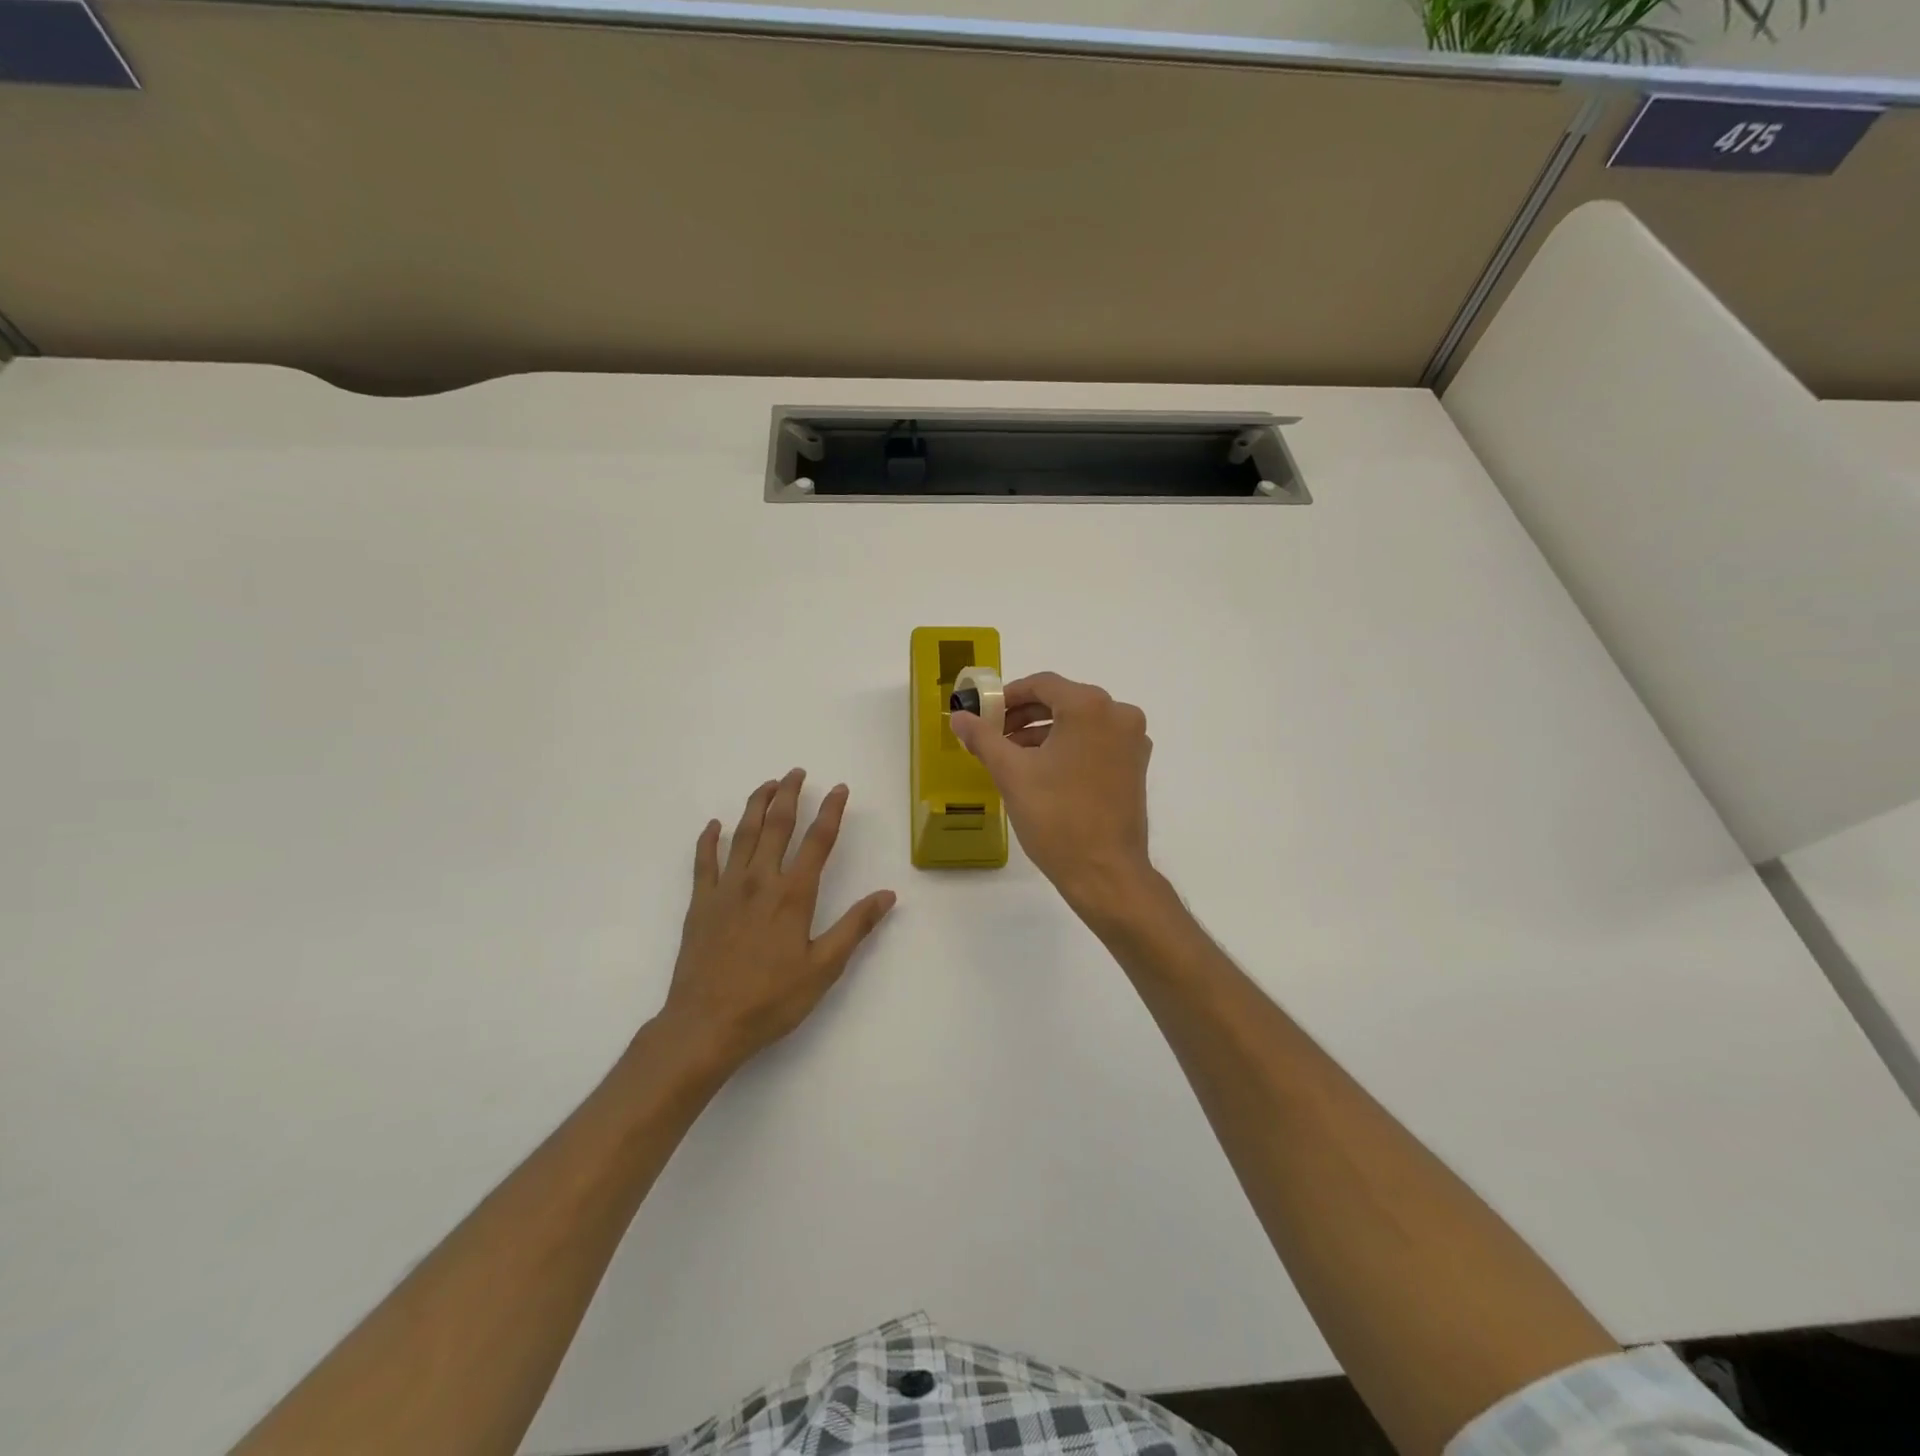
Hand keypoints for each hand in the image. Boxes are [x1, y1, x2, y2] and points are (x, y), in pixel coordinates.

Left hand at [657, 769, 895, 1069]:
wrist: (706, 1023)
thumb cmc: (771, 999)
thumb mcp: (824, 968)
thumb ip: (855, 927)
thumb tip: (887, 895)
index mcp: (793, 894)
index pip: (818, 841)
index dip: (831, 811)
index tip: (839, 788)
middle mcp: (760, 880)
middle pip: (777, 825)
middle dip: (789, 794)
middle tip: (797, 772)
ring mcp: (726, 889)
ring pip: (742, 834)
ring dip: (755, 805)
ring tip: (766, 785)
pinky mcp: (700, 903)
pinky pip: (703, 861)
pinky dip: (709, 839)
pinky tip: (714, 825)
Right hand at [950, 672, 1155, 921]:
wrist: (1105, 872)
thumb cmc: (1056, 818)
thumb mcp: (1012, 774)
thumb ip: (983, 738)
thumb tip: (959, 717)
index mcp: (1090, 707)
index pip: (1042, 684)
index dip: (1009, 696)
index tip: (985, 714)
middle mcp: (1119, 714)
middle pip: (1063, 700)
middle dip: (1025, 715)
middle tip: (995, 735)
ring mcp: (1132, 741)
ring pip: (1080, 722)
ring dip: (1045, 732)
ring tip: (1013, 755)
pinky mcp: (1136, 765)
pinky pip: (1096, 741)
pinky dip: (1069, 746)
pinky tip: (1043, 770)